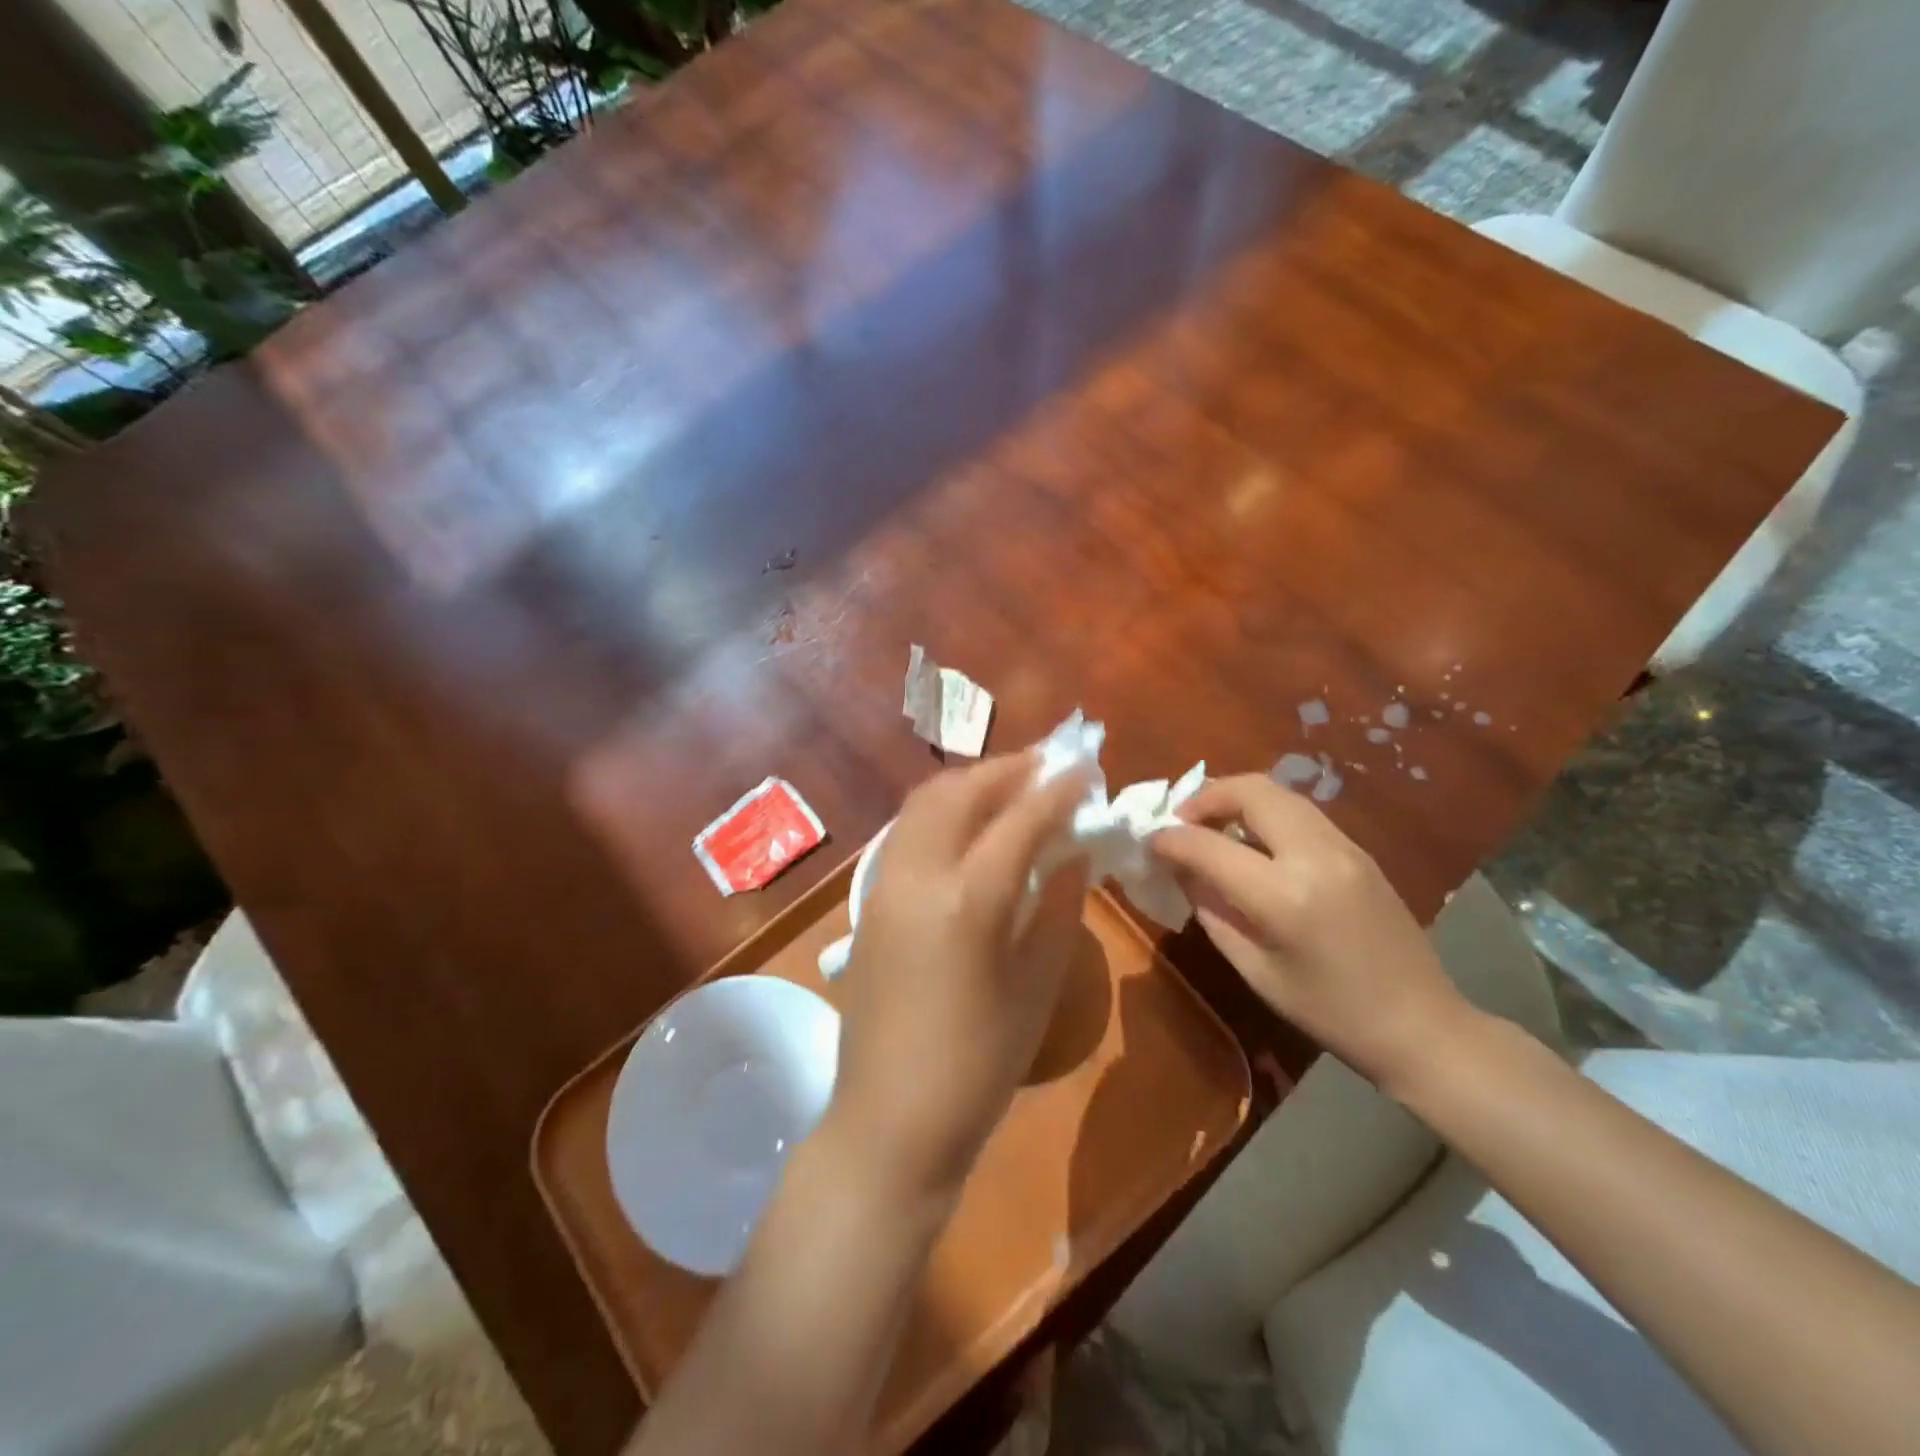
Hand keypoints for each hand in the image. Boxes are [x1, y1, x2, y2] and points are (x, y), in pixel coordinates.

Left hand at [832, 752, 1090, 1202]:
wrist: (890, 1119)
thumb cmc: (979, 1064)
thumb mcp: (1037, 986)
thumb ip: (1059, 908)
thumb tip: (1075, 851)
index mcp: (968, 900)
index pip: (1019, 820)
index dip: (1056, 790)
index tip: (1084, 770)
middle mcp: (918, 875)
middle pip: (960, 792)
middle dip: (1006, 770)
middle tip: (1046, 766)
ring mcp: (884, 885)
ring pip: (924, 804)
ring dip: (969, 784)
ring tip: (1009, 785)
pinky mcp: (868, 901)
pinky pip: (906, 832)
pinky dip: (941, 811)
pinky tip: (967, 826)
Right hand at [1151, 773, 1469, 1089]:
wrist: (1422, 1025)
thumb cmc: (1330, 1013)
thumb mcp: (1255, 970)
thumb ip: (1212, 910)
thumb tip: (1181, 870)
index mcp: (1285, 896)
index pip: (1209, 845)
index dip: (1170, 839)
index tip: (1149, 842)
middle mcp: (1316, 855)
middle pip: (1251, 791)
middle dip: (1205, 797)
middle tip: (1181, 822)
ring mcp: (1344, 846)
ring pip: (1278, 793)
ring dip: (1236, 799)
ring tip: (1212, 827)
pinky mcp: (1358, 849)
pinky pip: (1299, 811)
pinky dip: (1264, 812)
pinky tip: (1251, 842)